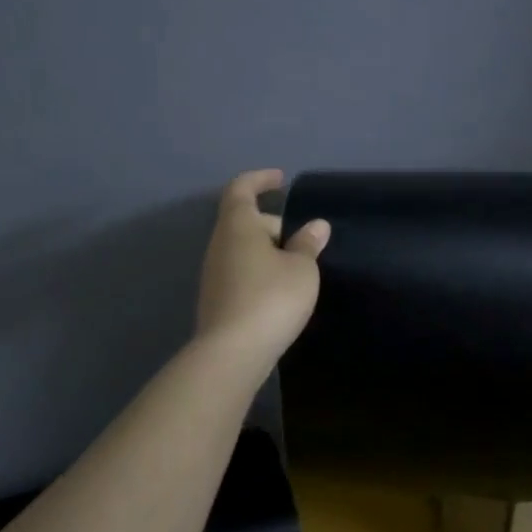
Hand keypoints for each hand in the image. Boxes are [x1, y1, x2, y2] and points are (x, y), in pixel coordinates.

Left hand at [196, 170, 330, 366]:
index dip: (260, 179)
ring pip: (243, 249)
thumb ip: (308, 244)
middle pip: (245, 222)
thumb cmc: (271, 298)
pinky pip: (241, 272)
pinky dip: (261, 271)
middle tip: (305, 241)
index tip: (281, 179)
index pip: (241, 189)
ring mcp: (214, 274)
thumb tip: (316, 226)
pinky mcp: (217, 299)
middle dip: (274, 224)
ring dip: (269, 251)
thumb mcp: (301, 269)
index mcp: (237, 227)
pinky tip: (283, 291)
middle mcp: (219, 245)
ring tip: (299, 268)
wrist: (233, 353)